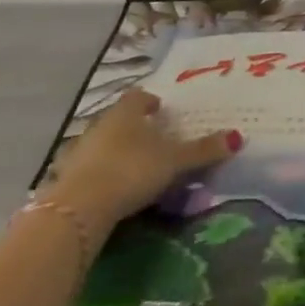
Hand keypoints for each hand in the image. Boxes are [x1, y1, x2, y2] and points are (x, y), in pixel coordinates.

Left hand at [46, 90, 239, 237]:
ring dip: (117, 152)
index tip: (160, 111)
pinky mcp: (66, 179)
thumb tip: (238, 136)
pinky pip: (89, 169)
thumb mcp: (174, 161)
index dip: (150, 102)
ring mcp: (80, 151)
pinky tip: (112, 190)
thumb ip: (203, 150)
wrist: (79, 209)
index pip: (139, 96)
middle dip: (135, 128)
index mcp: (127, 111)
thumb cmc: (132, 170)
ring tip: (135, 167)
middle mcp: (101, 124)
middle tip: (153, 141)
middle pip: (120, 119)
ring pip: (103, 144)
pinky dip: (102, 175)